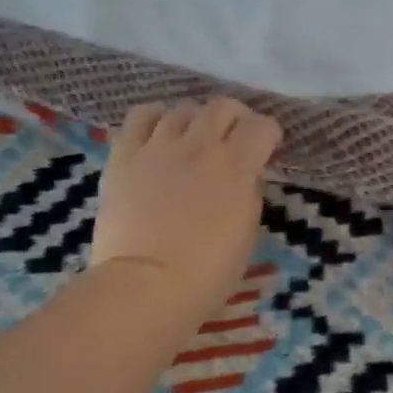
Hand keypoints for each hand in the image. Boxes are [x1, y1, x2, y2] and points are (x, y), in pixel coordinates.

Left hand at [89, 98, 281, 325]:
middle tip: (234, 136)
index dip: (269, 134)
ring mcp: (158, 147)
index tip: (267, 147)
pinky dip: (155, 118)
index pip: (262, 126)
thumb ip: (248, 194)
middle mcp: (199, 146)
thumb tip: (243, 177)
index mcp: (236, 167)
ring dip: (196, 119)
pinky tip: (158, 133)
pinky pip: (140, 117)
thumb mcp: (246, 232)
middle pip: (222, 107)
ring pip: (182, 109)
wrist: (146, 285)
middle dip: (235, 117)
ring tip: (194, 137)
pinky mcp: (124, 155)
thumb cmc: (208, 272)